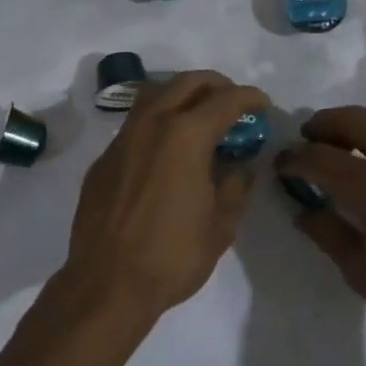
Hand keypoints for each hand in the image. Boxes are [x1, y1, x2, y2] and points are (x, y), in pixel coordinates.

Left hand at [59, 70, 268, 329]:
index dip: (249, 97)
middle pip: (187, 82)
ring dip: (181, 95)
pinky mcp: (104, 158)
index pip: (225, 100)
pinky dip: (157, 122)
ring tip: (198, 115)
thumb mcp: (220, 225)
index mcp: (186, 135)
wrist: (107, 282)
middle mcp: (152, 124)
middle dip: (215, 84)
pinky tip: (165, 150)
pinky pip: (135, 124)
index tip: (262, 104)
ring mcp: (123, 138)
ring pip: (155, 94)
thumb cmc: (172, 255)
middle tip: (232, 101)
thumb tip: (239, 166)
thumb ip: (234, 187)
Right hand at [276, 106, 365, 361]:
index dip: (295, 158)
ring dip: (355, 123)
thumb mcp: (363, 274)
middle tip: (306, 138)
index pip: (322, 158)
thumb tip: (304, 210)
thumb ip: (329, 234)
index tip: (280, 163)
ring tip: (340, 143)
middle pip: (355, 120)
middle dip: (323, 124)